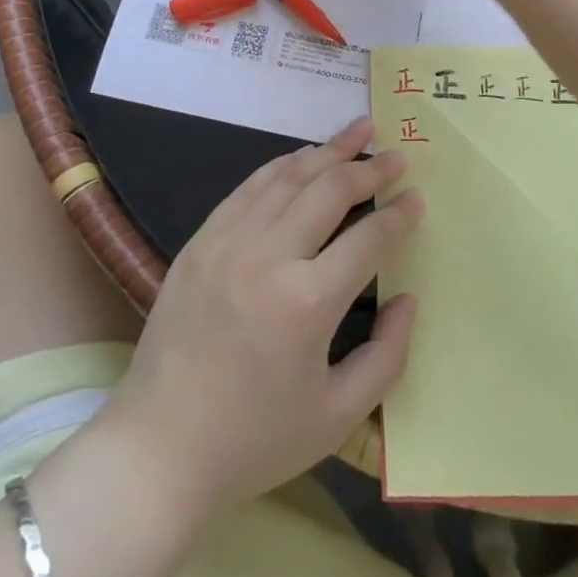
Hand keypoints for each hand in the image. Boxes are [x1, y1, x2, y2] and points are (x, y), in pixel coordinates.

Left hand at [104, 117, 423, 509]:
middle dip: (370, 168)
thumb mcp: (336, 417)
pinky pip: (250, 186)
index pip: (369, 239)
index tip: (417, 197)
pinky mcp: (202, 238)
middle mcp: (270, 256)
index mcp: (308, 303)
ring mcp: (230, 240)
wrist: (160, 445)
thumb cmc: (254, 439)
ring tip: (359, 131)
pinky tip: (303, 156)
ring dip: (329, 150)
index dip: (399, 215)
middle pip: (331, 190)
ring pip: (289, 176)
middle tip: (396, 156)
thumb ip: (386, 356)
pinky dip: (282, 164)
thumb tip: (408, 298)